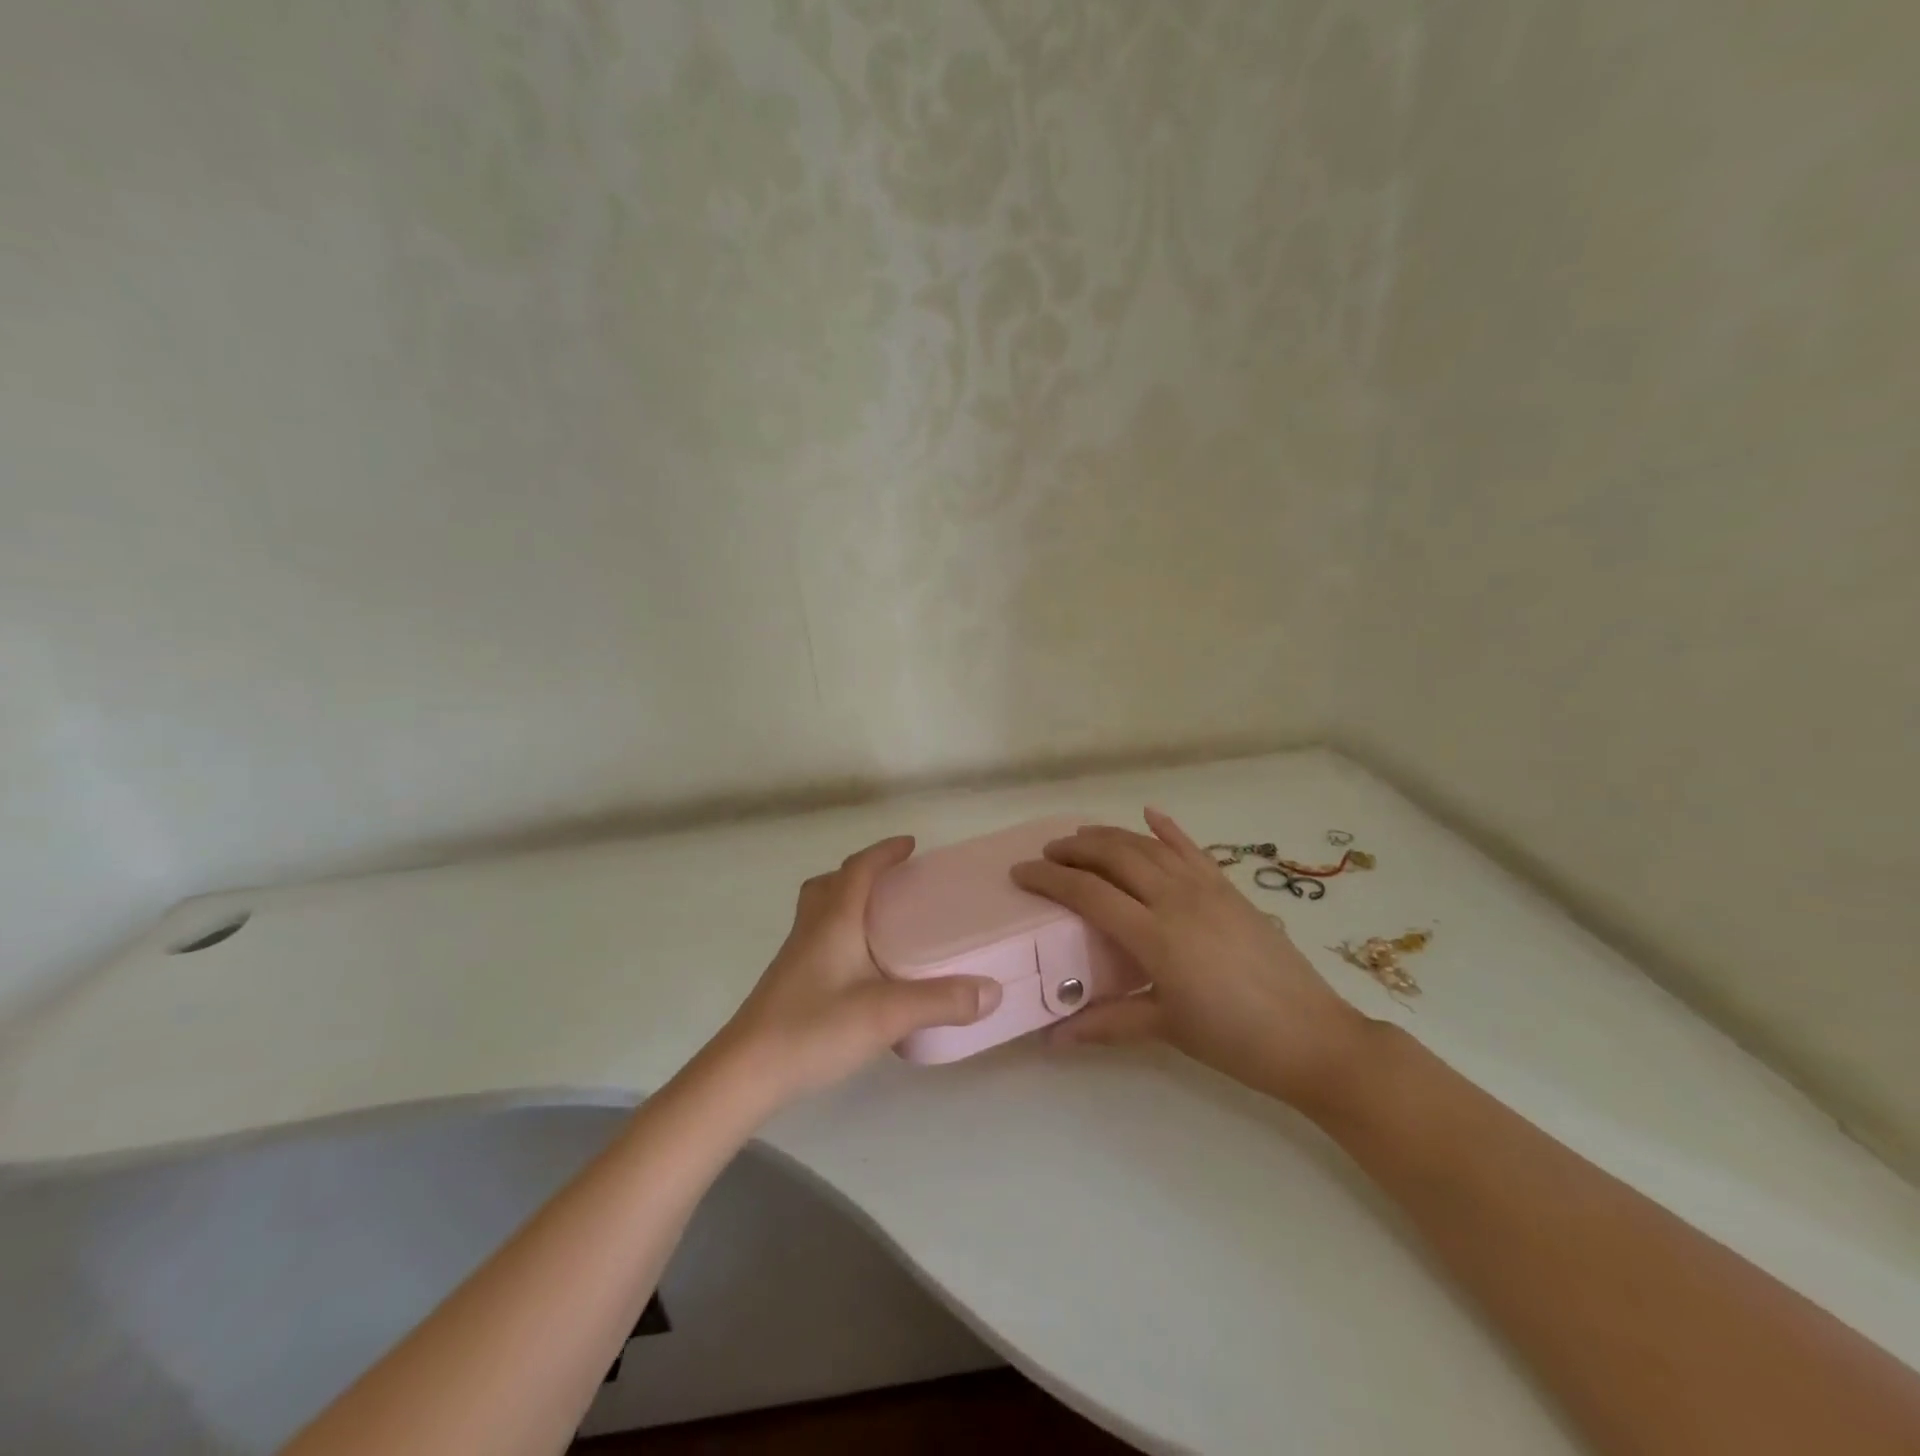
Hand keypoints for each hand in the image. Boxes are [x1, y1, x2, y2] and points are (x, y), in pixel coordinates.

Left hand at [715, 836, 1003, 1103]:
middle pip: (829, 884)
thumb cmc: (814, 1029)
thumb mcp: (888, 1014)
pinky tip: (861, 972)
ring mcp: (794, 958)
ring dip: (847, 904)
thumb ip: (941, 1001)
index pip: (858, 869)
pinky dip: (840, 937)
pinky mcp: (788, 985)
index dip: (884, 851)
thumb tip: (992, 991)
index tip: (910, 845)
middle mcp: (811, 931)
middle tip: (892, 884)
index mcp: (834, 921)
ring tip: (881, 924)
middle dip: (860, 874)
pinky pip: (817, 941)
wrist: (745, 1074)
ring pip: (819, 913)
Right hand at [1012, 809, 1372, 1109]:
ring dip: (1111, 835)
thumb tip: (1051, 1039)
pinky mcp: (1230, 889)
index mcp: (1155, 935)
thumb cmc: (1234, 1040)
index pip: (1088, 894)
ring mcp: (1207, 889)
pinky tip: (1150, 814)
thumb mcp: (1166, 1029)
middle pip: (1114, 856)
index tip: (1021, 873)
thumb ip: (1106, 1024)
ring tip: (1082, 836)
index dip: (1050, 880)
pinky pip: (1193, 849)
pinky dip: (1169, 829)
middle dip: (1075, 849)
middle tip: (1047, 853)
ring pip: (1148, 846)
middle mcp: (1176, 899)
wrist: (1313, 1037)